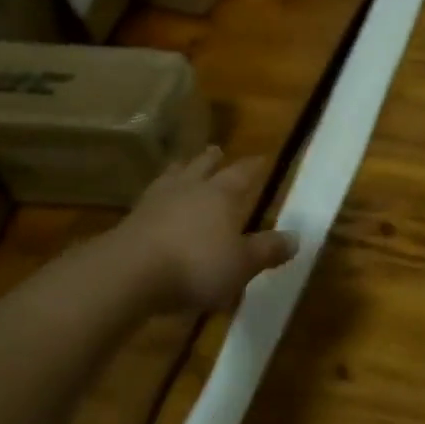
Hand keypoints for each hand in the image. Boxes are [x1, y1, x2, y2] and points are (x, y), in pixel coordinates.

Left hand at [121, 147, 297, 312]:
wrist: (128, 273)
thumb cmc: (196, 264)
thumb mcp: (242, 264)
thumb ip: (267, 250)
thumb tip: (296, 237)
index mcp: (221, 194)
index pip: (242, 173)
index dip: (253, 166)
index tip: (261, 158)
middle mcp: (189, 189)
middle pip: (202, 167)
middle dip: (211, 159)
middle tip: (216, 150)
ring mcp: (155, 202)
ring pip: (172, 177)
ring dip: (180, 171)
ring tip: (181, 166)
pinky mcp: (130, 222)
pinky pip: (149, 201)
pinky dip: (157, 198)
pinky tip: (154, 204)